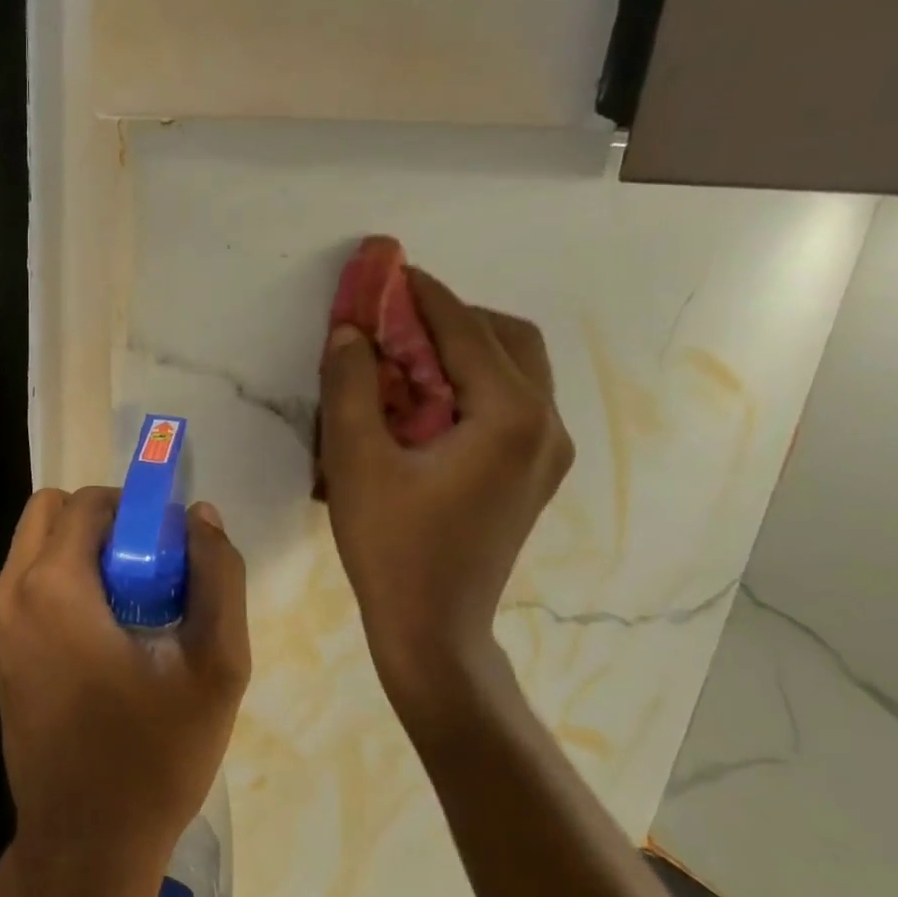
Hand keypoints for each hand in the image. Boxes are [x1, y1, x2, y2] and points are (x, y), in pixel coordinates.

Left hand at [0, 487, 249, 896]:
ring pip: (35, 548)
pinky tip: (108, 637)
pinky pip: (29, 587)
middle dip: (103, 522)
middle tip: (151, 567)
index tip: (171, 546)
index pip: (88, 503)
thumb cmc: (154, 757)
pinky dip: (65, 584)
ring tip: (135, 605)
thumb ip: (218, 578)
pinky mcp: (0, 655)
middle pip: (50, 513)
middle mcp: (11, 595)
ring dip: (84, 554)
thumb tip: (202, 517)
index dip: (136, 508)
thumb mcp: (216, 666)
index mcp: (53, 587)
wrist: (87, 847)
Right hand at [318, 269, 573, 716]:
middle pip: (506, 339)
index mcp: (510, 417)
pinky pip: (510, 403)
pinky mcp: (533, 473)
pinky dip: (471, 384)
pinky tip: (425, 404)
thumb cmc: (391, 547)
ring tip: (404, 360)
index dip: (421, 294)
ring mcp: (548, 452)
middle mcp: (546, 425)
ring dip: (461, 349)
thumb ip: (351, 386)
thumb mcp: (355, 462)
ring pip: (514, 370)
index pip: (464, 331)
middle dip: (449, 318)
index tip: (386, 268)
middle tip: (393, 321)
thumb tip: (350, 330)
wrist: (433, 628)